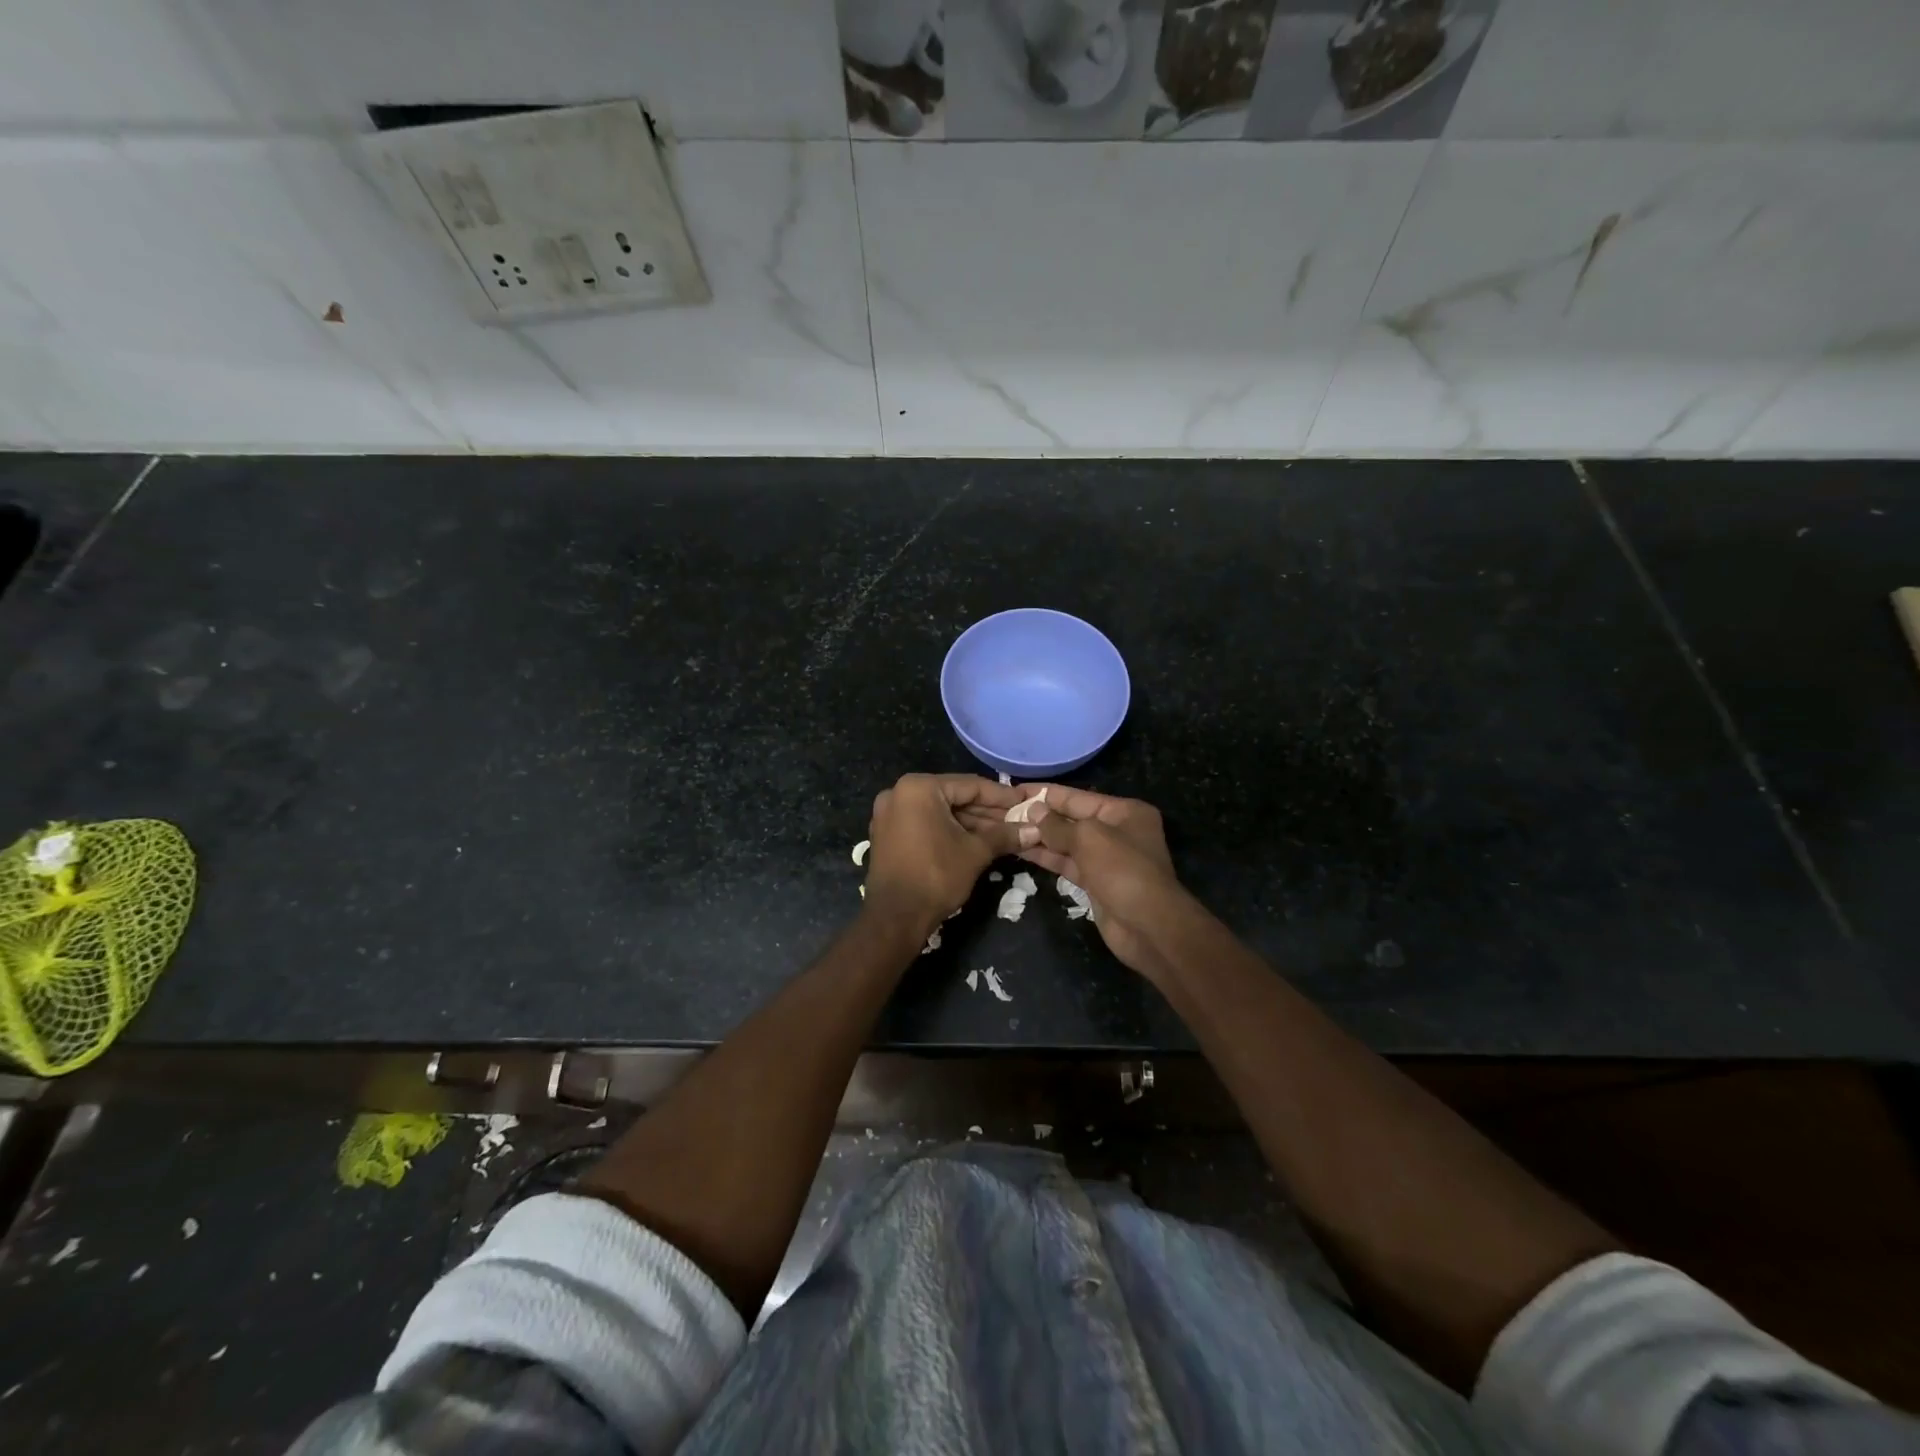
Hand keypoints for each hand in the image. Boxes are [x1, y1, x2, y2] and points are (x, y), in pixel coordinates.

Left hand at [865, 774, 1023, 930]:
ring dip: (970, 823)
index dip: (1001, 796)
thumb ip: (1004, 836)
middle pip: (954, 797)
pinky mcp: (888, 834)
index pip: (969, 785)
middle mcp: (899, 793)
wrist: (895, 918)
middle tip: (1017, 820)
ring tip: (1004, 833)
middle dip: (987, 812)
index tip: (1024, 802)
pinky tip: (976, 840)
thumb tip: (1035, 831)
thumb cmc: (936, 876)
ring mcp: (890, 814)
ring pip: (940, 812)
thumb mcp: (975, 852)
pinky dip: (949, 830)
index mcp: (919, 788)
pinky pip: (925, 823)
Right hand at [1018, 786, 1185, 980]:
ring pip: (1068, 843)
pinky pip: (1068, 864)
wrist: (1147, 925)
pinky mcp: (1096, 883)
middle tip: (1004, 812)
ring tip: (1007, 829)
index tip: (1016, 791)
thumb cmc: (1122, 870)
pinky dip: (1047, 857)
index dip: (1047, 794)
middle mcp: (1117, 831)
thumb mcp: (1088, 838)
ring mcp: (1107, 859)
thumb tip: (1033, 812)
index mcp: (1124, 812)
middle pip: (1072, 819)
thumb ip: (1058, 825)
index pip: (1078, 797)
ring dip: (1040, 838)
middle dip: (1041, 817)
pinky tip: (1021, 850)